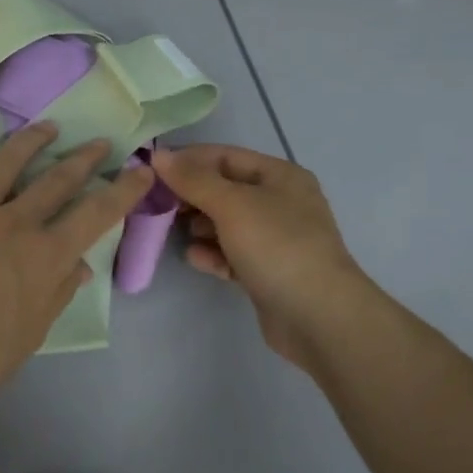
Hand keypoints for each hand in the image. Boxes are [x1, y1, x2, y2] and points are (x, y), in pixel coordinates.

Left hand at [0, 122, 154, 407]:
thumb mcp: (36, 329)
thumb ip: (59, 290)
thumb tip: (79, 266)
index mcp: (46, 254)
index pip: (97, 213)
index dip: (124, 190)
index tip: (141, 170)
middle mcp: (15, 223)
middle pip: (57, 179)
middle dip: (83, 158)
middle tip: (99, 143)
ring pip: (6, 163)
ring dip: (31, 141)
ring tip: (48, 126)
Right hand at [152, 144, 379, 372]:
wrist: (319, 317)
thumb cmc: (277, 246)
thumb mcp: (232, 205)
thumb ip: (193, 180)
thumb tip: (159, 156)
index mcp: (280, 176)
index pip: (226, 156)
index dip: (190, 160)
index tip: (153, 171)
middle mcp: (281, 203)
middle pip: (225, 190)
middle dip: (192, 196)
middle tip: (158, 205)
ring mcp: (276, 240)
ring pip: (227, 224)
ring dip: (200, 226)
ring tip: (177, 232)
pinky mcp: (268, 272)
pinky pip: (233, 254)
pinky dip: (213, 254)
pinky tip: (196, 259)